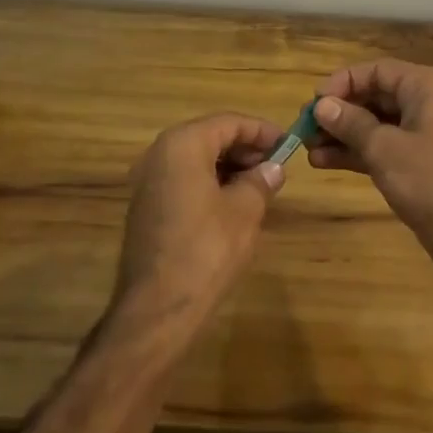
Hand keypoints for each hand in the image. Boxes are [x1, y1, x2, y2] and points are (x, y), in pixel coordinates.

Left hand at [112, 113, 285, 337]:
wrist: (156, 310)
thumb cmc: (205, 250)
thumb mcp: (244, 211)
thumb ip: (261, 181)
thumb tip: (274, 168)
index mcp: (182, 144)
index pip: (229, 122)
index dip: (261, 131)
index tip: (287, 143)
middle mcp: (159, 154)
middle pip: (210, 137)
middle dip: (244, 148)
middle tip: (275, 166)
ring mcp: (147, 182)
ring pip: (195, 159)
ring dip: (228, 166)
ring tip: (259, 185)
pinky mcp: (145, 208)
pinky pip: (183, 180)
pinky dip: (209, 183)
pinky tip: (232, 204)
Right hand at [310, 61, 432, 280]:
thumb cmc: (432, 180)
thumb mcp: (385, 149)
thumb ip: (351, 123)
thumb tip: (322, 105)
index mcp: (427, 87)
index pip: (377, 70)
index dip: (343, 82)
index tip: (314, 102)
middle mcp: (427, 103)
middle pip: (375, 96)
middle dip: (339, 111)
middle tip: (304, 127)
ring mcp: (424, 135)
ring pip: (376, 124)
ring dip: (342, 134)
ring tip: (306, 148)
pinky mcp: (419, 163)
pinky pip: (382, 147)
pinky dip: (356, 152)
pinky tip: (323, 162)